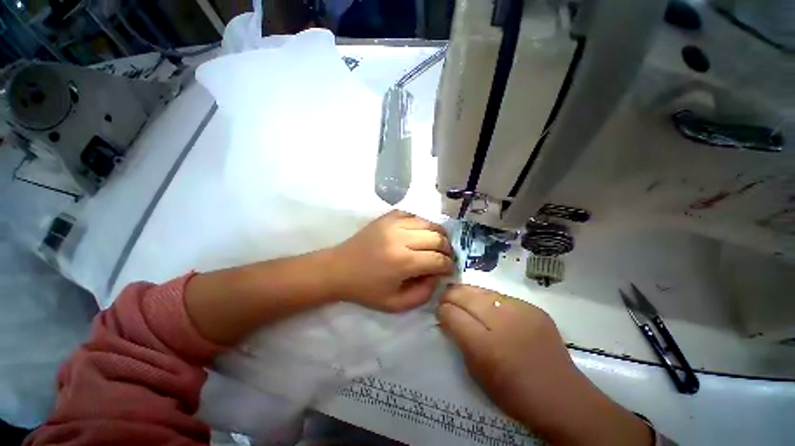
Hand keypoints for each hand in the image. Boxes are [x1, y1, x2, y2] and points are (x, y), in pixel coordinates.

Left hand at [331, 210, 454, 311]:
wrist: (339, 269)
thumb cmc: (365, 289)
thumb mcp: (395, 304)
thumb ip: (423, 294)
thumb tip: (437, 276)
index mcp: (403, 262)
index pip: (439, 259)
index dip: (449, 266)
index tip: (448, 270)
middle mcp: (401, 238)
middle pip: (438, 238)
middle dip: (448, 249)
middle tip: (444, 258)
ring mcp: (393, 223)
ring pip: (429, 223)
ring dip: (438, 234)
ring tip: (437, 244)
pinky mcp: (387, 217)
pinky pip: (414, 214)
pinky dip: (422, 224)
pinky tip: (420, 233)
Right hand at [438, 285, 652, 444]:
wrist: (561, 396)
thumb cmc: (513, 392)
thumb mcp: (477, 372)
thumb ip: (459, 340)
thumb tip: (446, 316)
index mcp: (485, 346)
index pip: (453, 314)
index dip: (442, 309)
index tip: (438, 309)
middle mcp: (501, 322)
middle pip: (466, 296)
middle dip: (451, 294)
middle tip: (445, 297)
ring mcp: (520, 311)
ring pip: (482, 291)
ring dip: (468, 293)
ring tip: (461, 296)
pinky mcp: (532, 308)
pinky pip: (501, 296)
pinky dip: (488, 298)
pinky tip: (486, 305)